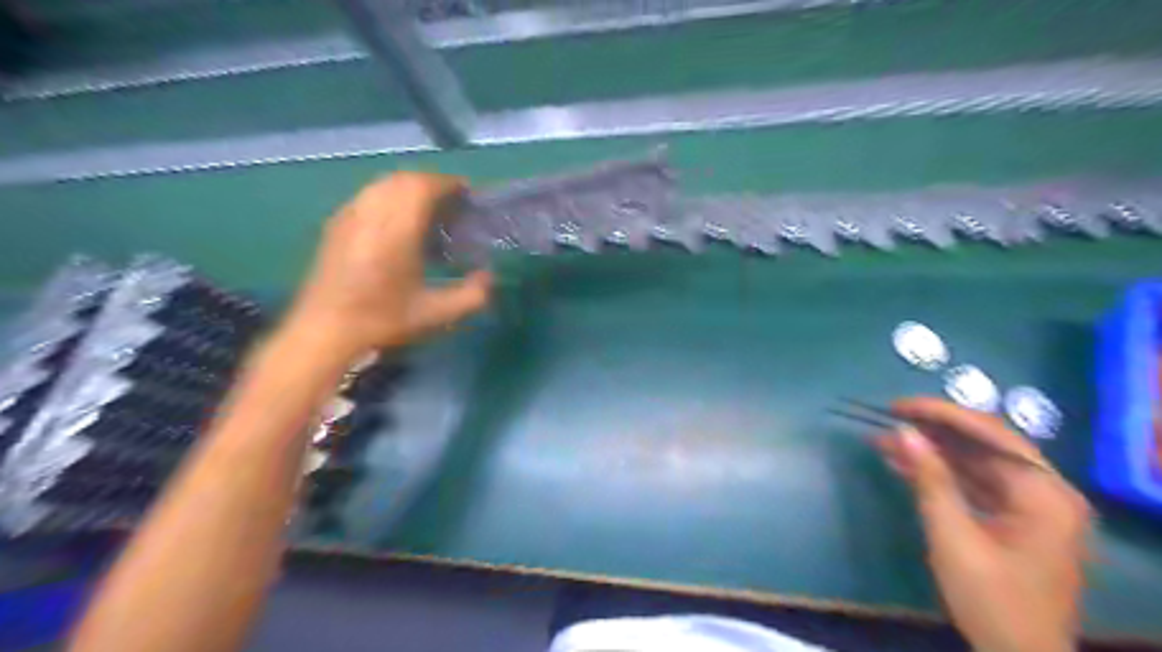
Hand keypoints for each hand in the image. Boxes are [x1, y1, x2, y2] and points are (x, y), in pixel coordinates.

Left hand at [292, 170, 494, 358]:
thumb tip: (488, 276)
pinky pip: (368, 196)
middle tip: (452, 204)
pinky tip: (398, 223)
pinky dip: (390, 197)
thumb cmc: (382, 321)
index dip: (449, 184)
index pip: (424, 186)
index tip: (468, 194)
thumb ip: (472, 295)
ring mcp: (349, 215)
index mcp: (397, 229)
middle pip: (404, 179)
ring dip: (410, 188)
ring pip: (383, 184)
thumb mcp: (437, 314)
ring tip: (428, 211)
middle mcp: (371, 213)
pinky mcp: (336, 224)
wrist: (325, 331)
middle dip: (432, 183)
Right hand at [882, 397, 1089, 651]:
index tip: (897, 407)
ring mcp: (1031, 507)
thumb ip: (930, 479)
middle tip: (889, 419)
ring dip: (931, 452)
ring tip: (885, 441)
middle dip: (933, 431)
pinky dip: (940, 474)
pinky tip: (903, 465)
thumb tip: (903, 432)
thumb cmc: (991, 599)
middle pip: (985, 444)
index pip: (991, 434)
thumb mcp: (953, 537)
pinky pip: (975, 484)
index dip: (941, 414)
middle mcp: (1045, 492)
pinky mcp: (1014, 520)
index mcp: (1044, 494)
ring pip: (976, 463)